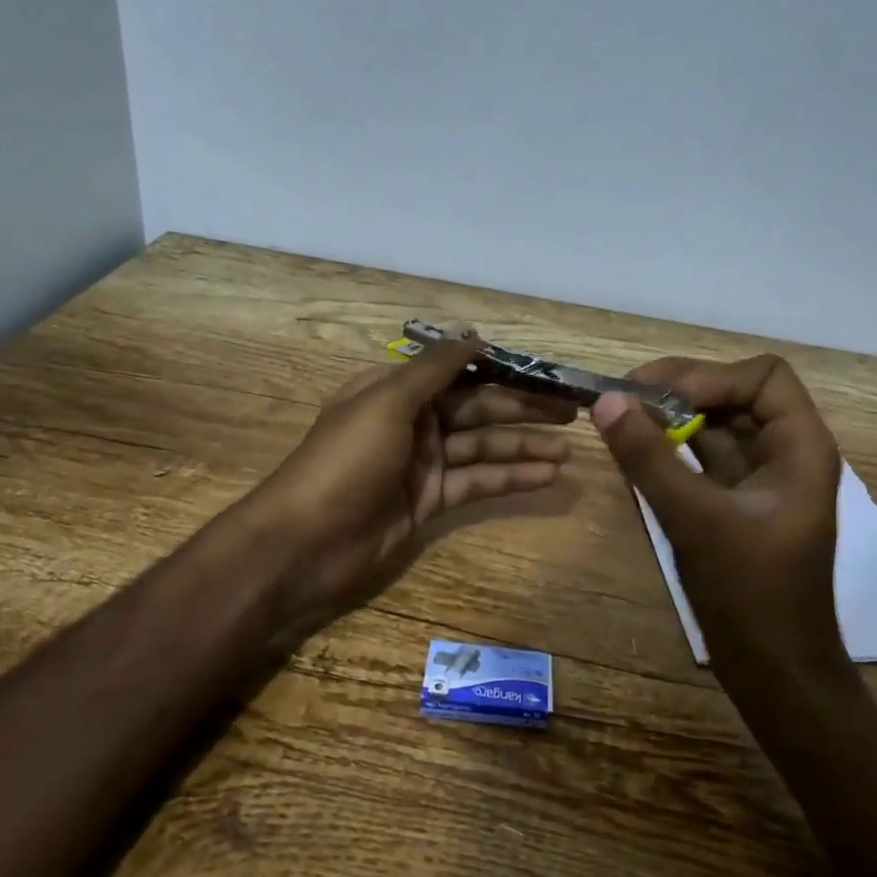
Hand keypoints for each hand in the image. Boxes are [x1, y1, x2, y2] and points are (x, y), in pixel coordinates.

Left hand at [246, 329, 575, 651]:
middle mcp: (413, 421)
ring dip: (524, 447)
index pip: (460, 371)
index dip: (503, 370)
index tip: (545, 372)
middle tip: (573, 411)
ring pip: (483, 447)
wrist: (303, 544)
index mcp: (396, 389)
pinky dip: (511, 479)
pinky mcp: (430, 501)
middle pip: (478, 408)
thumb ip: (433, 368)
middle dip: (524, 408)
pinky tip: (547, 476)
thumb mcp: (386, 402)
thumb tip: (473, 331)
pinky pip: (478, 482)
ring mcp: (423, 463)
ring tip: (570, 449)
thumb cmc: (343, 462)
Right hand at [590, 353, 851, 683]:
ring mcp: (759, 478)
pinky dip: (669, 447)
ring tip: (620, 418)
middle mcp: (785, 453)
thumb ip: (650, 458)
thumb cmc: (751, 595)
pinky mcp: (735, 502)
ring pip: (715, 423)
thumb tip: (606, 400)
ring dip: (670, 415)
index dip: (710, 376)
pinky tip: (634, 451)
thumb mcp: (696, 520)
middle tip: (623, 397)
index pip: (762, 376)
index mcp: (801, 447)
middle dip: (680, 388)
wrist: (775, 674)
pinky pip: (701, 455)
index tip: (656, 395)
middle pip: (735, 392)